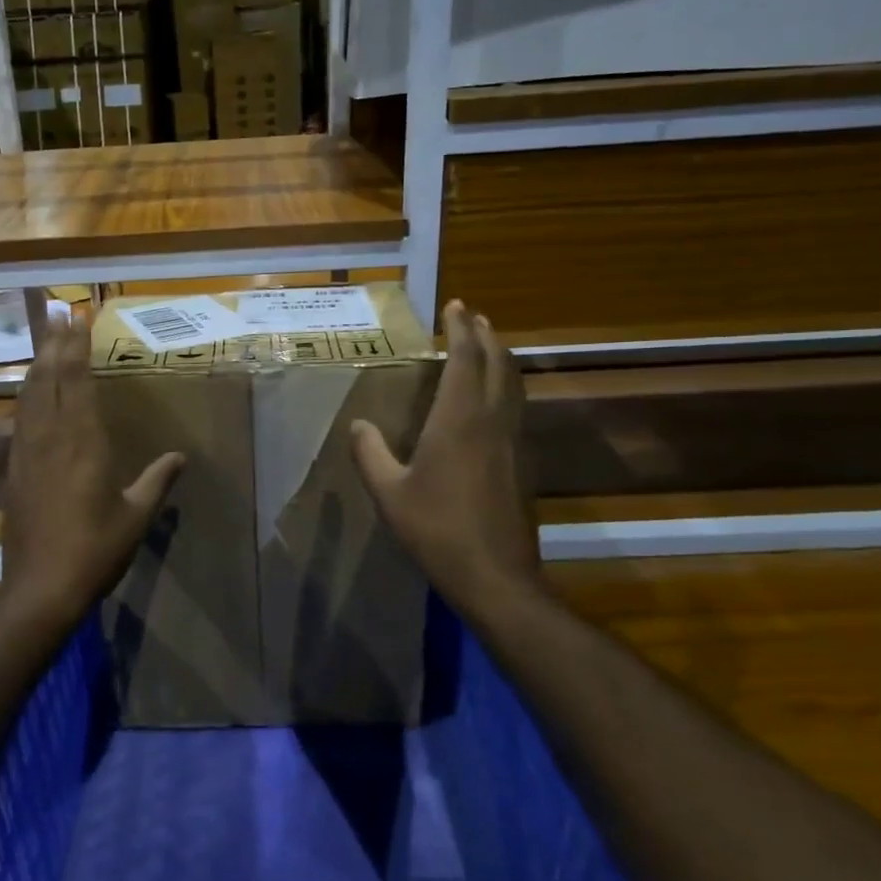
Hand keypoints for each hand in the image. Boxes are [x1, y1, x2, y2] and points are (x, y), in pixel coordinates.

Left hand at [0, 312, 183, 621]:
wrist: (40, 588)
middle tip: (59, 315)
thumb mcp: (136, 516)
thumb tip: (180, 457)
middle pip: (49, 378)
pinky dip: (27, 396)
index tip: (78, 318)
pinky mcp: (14, 470)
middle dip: (55, 344)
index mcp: (82, 441)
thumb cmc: (95, 550)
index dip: (76, 346)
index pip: (76, 380)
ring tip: (45, 342)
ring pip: (30, 395)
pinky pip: (21, 419)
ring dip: (38, 364)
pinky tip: (30, 394)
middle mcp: (50, 437)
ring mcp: (27, 452)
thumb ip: (157, 481)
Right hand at [351, 299, 543, 611]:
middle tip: (472, 316)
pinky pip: (515, 407)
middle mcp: (491, 420)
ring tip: (487, 345)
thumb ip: (370, 453)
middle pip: (497, 363)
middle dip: (486, 335)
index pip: (465, 358)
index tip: (455, 305)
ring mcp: (512, 441)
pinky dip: (505, 386)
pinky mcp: (522, 462)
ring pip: (513, 384)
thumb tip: (359, 424)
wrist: (495, 576)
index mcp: (458, 419)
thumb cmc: (436, 529)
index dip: (461, 328)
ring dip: (500, 358)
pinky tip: (492, 400)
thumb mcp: (389, 492)